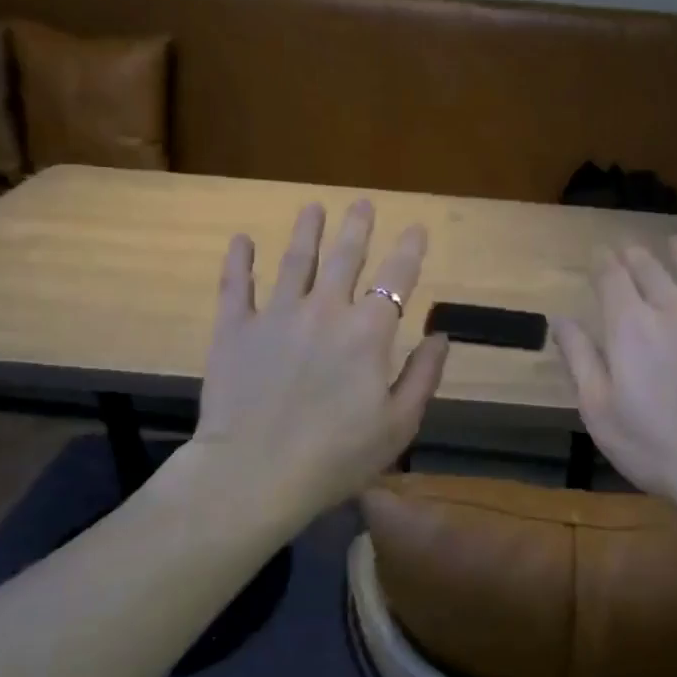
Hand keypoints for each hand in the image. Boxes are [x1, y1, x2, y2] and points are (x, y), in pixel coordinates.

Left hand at [179, 200, 448, 518]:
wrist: (255, 473)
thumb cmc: (337, 456)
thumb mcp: (399, 424)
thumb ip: (423, 375)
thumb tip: (441, 336)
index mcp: (369, 333)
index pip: (397, 279)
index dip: (409, 250)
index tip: (417, 228)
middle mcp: (325, 310)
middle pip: (344, 257)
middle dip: (357, 227)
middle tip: (362, 204)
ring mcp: (276, 315)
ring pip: (294, 260)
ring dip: (306, 231)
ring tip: (312, 208)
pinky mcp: (235, 329)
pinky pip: (236, 286)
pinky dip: (239, 260)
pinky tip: (242, 240)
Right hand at [553, 239, 676, 520]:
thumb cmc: (656, 447)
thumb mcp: (600, 412)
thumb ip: (580, 360)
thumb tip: (561, 319)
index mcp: (631, 328)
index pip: (613, 279)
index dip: (604, 262)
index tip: (599, 252)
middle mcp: (674, 310)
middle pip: (652, 271)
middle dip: (636, 256)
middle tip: (629, 249)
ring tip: (675, 243)